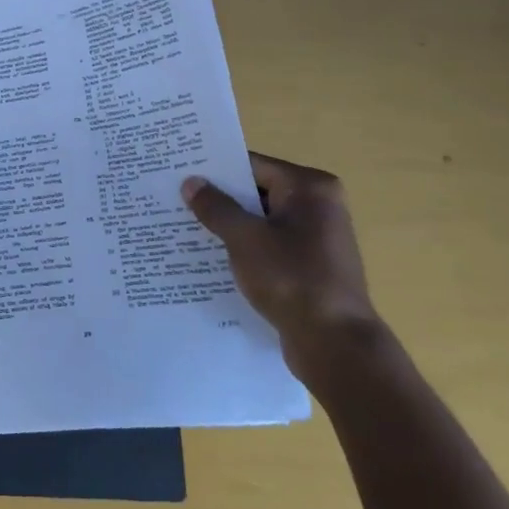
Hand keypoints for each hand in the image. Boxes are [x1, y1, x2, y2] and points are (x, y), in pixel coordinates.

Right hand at [181, 152, 382, 382]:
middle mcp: (318, 205)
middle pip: (257, 191)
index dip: (214, 169)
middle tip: (174, 198)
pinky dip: (243, 247)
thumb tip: (191, 182)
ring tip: (184, 226)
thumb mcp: (245, 239)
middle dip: (218, 198)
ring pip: (260, 220)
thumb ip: (216, 207)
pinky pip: (268, 244)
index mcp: (310, 188)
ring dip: (228, 225)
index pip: (252, 165)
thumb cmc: (292, 279)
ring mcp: (316, 237)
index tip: (179, 171)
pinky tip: (210, 256)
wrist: (335, 343)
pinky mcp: (309, 264)